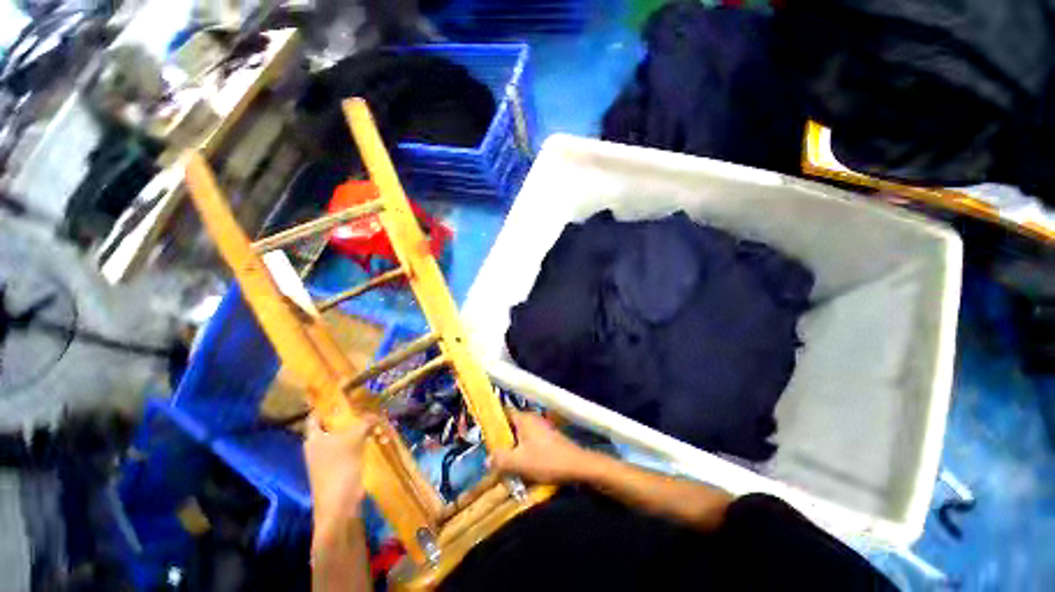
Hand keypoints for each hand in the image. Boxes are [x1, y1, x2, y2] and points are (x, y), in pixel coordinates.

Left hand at [305, 415, 377, 540]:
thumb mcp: (354, 440)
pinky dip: (363, 441)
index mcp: (314, 438)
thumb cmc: (339, 468)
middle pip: (334, 425)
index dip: (326, 405)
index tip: (342, 394)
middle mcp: (318, 445)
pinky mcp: (340, 466)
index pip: (315, 415)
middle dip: (351, 416)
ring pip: (346, 436)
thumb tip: (376, 414)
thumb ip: (365, 423)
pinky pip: (352, 447)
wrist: (339, 504)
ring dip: (361, 429)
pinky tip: (378, 437)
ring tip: (378, 421)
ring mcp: (329, 457)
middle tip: (368, 406)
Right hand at [490, 410, 593, 483]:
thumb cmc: (546, 460)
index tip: (480, 433)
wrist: (577, 466)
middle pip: (510, 425)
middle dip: (500, 439)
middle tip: (489, 453)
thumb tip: (486, 460)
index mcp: (524, 418)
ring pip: (519, 436)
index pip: (503, 412)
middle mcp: (532, 419)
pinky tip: (519, 466)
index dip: (491, 421)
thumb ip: (500, 460)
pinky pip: (529, 442)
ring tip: (502, 463)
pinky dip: (522, 451)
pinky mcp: (548, 439)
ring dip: (511, 448)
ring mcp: (541, 428)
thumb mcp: (519, 462)